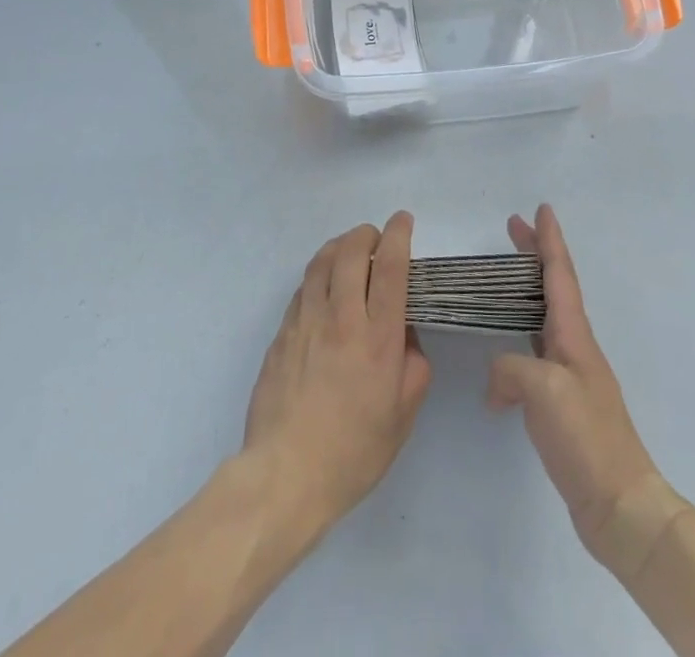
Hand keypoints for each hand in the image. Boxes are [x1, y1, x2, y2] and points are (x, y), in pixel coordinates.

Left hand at [241, 213, 431, 538]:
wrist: (285, 474)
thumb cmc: (353, 452)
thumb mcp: (402, 416)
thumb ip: (413, 367)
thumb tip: (405, 336)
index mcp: (377, 338)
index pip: (390, 267)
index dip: (398, 235)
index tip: (403, 220)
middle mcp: (340, 318)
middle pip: (351, 251)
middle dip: (366, 233)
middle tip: (377, 237)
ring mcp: (305, 321)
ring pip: (321, 261)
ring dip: (339, 246)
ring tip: (350, 251)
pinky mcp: (281, 332)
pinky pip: (303, 287)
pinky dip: (318, 274)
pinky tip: (324, 287)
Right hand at [487, 204, 681, 569]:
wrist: (620, 506)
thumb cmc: (585, 437)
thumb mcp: (543, 390)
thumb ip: (511, 367)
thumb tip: (497, 380)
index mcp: (574, 335)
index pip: (560, 275)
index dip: (549, 241)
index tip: (542, 209)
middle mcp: (575, 347)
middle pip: (553, 288)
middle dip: (534, 255)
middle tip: (512, 227)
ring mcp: (571, 376)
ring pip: (543, 319)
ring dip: (524, 293)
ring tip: (500, 282)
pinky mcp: (563, 405)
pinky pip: (535, 356)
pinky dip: (515, 346)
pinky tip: (496, 370)